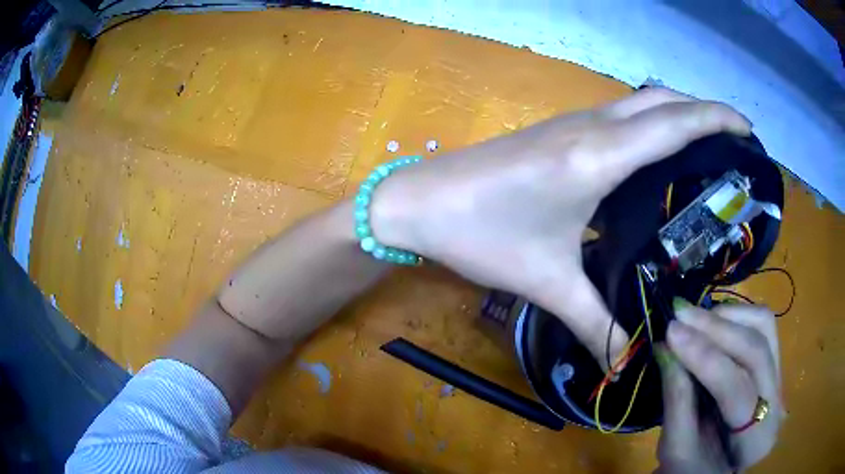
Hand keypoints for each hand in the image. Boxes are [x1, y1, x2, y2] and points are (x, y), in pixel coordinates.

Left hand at [370, 87, 750, 365]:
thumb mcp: (546, 282)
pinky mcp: (558, 132)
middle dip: (703, 109)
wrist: (418, 203)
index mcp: (598, 156)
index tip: (747, 127)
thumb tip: (625, 364)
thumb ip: (593, 324)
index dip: (716, 117)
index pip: (674, 123)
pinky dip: (649, 122)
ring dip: (676, 111)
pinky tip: (658, 153)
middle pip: (661, 101)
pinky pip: (618, 116)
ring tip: (708, 141)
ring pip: (639, 103)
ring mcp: (572, 124)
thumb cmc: (480, 234)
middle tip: (735, 136)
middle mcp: (591, 127)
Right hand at [656, 304, 782, 472]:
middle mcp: (777, 402)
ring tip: (695, 318)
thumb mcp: (677, 451)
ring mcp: (779, 378)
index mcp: (757, 439)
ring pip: (765, 326)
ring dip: (728, 317)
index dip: (705, 357)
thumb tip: (667, 349)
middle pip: (756, 348)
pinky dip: (736, 316)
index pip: (736, 388)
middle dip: (716, 327)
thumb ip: (677, 401)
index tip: (672, 333)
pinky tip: (714, 322)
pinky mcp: (773, 363)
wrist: (710, 472)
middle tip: (680, 314)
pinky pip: (762, 326)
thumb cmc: (692, 471)